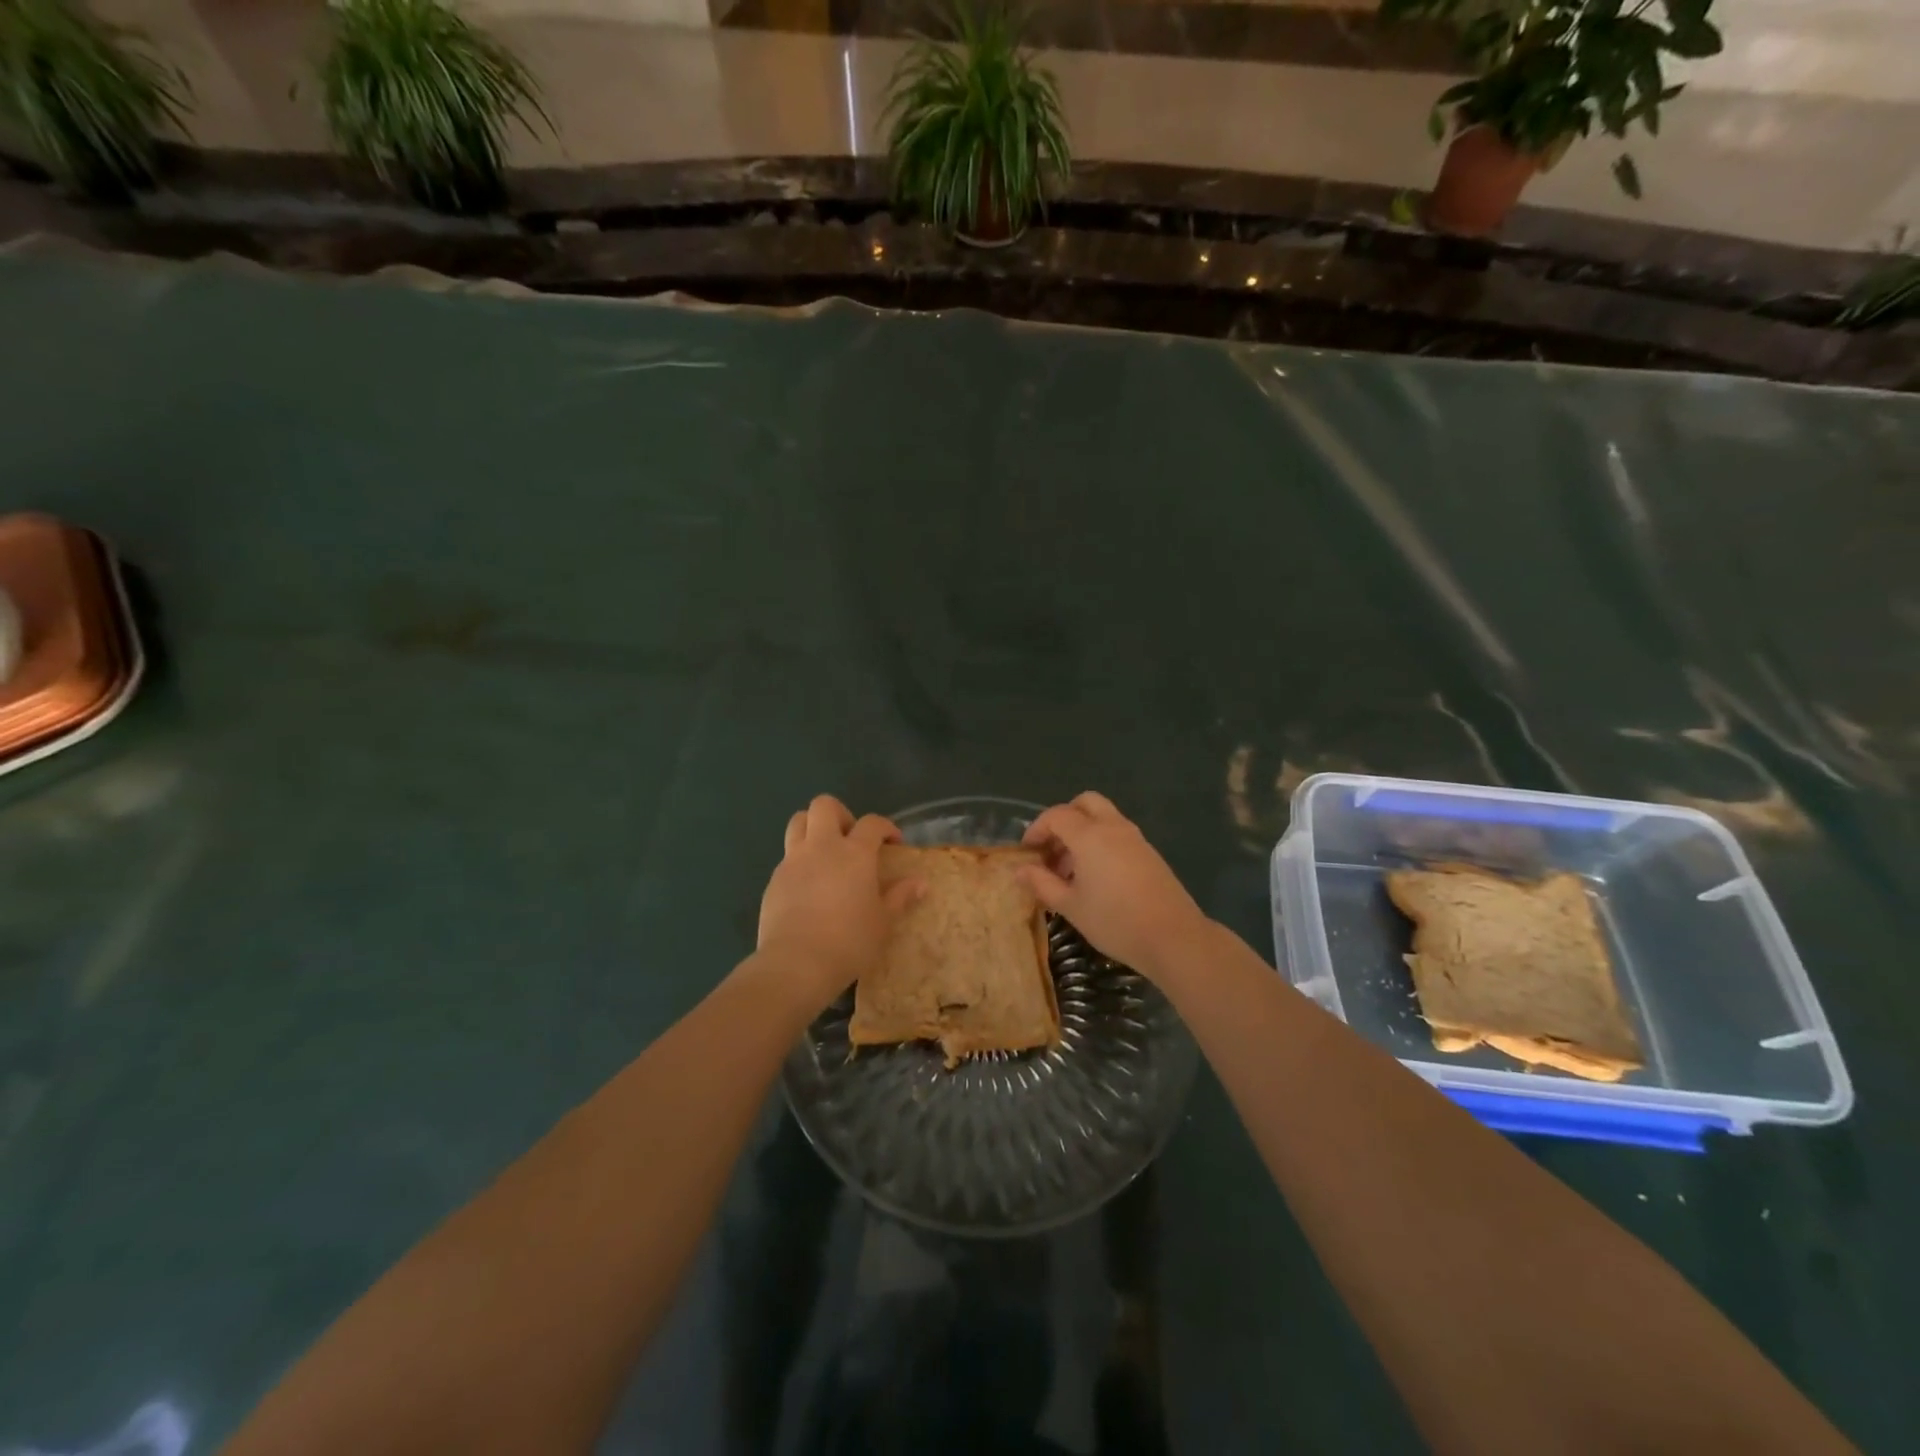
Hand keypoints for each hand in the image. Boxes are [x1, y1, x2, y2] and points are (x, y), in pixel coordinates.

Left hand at [756, 795, 918, 1009]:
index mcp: (854, 853)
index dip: (885, 827)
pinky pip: (787, 857)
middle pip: (824, 806)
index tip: (893, 843)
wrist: (796, 964)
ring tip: (826, 855)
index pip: (872, 822)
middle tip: (851, 840)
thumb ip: (900, 897)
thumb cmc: (849, 941)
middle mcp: (822, 846)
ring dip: (813, 828)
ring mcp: (793, 861)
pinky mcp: (774, 880)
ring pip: (798, 822)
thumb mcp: (883, 922)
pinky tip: (809, 887)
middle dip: (841, 814)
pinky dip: (800, 861)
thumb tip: (921, 883)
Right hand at [1020, 792, 1210, 979]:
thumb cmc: (1114, 921)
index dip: (1037, 829)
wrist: (1173, 937)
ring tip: (1070, 871)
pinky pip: (1118, 834)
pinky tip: (1096, 878)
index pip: (1056, 815)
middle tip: (1052, 849)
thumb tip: (1019, 870)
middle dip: (1063, 819)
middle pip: (1085, 803)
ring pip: (1104, 817)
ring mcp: (1135, 838)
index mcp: (1090, 835)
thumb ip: (1042, 884)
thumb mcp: (1070, 906)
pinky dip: (1101, 842)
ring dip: (1082, 832)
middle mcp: (1113, 827)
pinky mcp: (1149, 853)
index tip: (1027, 852)